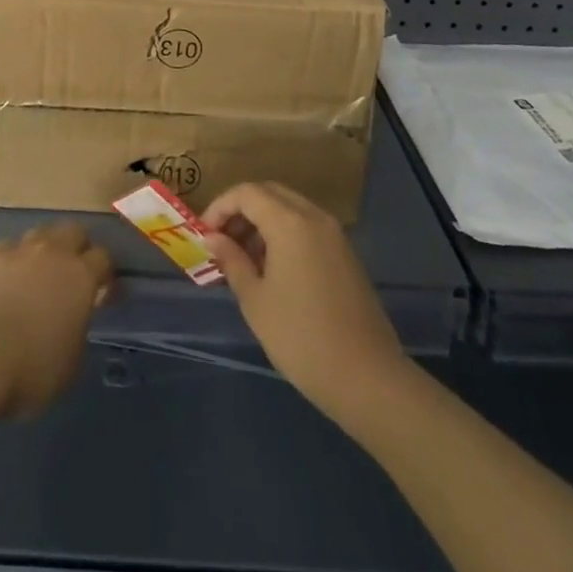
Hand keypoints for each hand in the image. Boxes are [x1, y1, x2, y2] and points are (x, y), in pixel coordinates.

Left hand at [0, 223, 113, 416]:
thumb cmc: (32, 368)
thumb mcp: (72, 360)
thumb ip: (79, 328)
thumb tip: (73, 317)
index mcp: (81, 276)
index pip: (104, 258)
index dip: (106, 274)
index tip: (103, 293)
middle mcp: (55, 252)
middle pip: (75, 231)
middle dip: (79, 248)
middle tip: (74, 274)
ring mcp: (22, 249)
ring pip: (43, 233)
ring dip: (47, 248)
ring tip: (40, 272)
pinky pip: (12, 246)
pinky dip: (16, 258)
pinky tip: (10, 278)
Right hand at [201, 182, 409, 424]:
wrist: (368, 378)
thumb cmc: (301, 338)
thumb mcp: (255, 300)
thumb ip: (232, 260)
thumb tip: (213, 238)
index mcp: (289, 222)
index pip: (246, 193)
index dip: (220, 207)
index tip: (204, 234)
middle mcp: (314, 217)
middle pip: (269, 193)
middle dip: (241, 210)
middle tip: (221, 241)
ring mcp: (334, 234)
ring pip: (290, 208)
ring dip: (262, 222)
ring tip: (243, 258)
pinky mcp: (345, 254)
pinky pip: (307, 227)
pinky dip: (284, 234)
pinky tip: (273, 269)